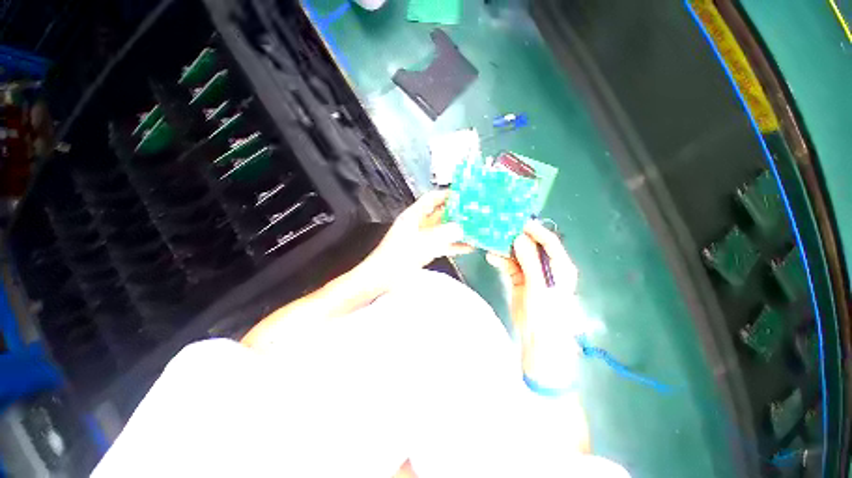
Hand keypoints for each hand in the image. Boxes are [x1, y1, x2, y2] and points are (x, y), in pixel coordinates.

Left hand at [365, 190, 473, 278]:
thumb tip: (462, 228)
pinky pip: (443, 244)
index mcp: (414, 215)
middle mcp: (419, 223)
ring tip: (476, 229)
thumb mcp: (425, 242)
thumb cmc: (400, 255)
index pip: (432, 198)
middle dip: (457, 213)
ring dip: (458, 230)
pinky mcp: (424, 250)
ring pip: (443, 230)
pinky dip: (455, 245)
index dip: (447, 194)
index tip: (464, 194)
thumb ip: (445, 233)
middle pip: (440, 214)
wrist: (384, 276)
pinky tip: (469, 247)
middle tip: (475, 213)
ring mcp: (422, 237)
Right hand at [487, 220, 580, 387]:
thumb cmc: (546, 314)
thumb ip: (529, 261)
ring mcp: (532, 273)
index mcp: (560, 266)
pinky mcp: (520, 280)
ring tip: (492, 241)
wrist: (538, 340)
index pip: (549, 241)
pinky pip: (510, 266)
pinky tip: (491, 257)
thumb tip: (518, 238)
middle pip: (532, 246)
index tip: (518, 222)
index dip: (535, 230)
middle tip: (501, 228)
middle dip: (517, 237)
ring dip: (506, 249)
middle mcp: (547, 266)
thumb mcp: (539, 286)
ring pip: (519, 255)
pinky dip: (501, 260)